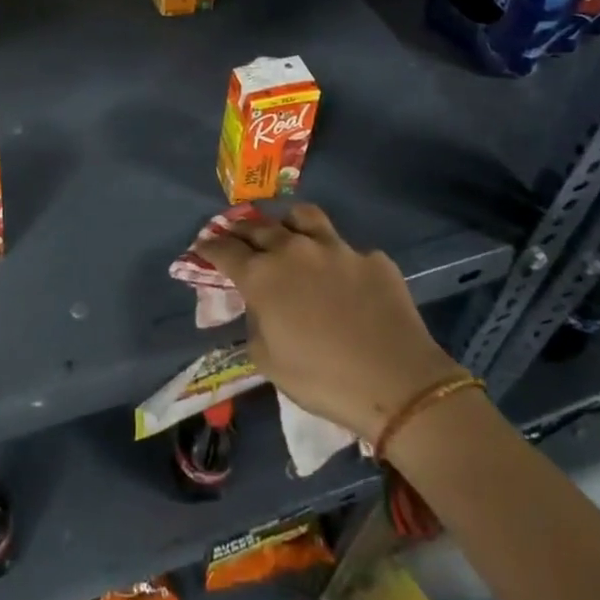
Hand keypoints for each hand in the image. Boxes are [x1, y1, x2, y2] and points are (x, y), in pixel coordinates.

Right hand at [197, 203, 463, 444]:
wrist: (397, 383)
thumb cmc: (322, 379)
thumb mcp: (268, 361)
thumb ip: (254, 323)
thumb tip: (258, 304)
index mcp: (263, 275)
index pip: (225, 250)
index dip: (210, 246)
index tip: (203, 246)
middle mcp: (294, 249)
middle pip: (258, 226)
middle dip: (241, 230)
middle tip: (236, 237)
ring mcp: (336, 248)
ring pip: (303, 217)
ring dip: (287, 223)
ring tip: (287, 234)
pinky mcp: (371, 258)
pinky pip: (346, 249)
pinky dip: (336, 258)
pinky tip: (343, 278)